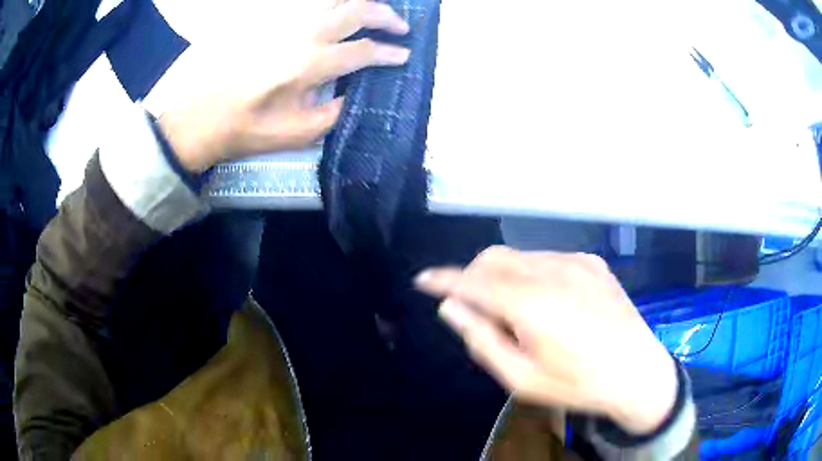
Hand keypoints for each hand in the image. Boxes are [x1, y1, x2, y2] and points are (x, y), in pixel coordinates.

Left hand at [159, 0, 410, 172]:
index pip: (363, 51)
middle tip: (400, 26)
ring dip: (359, 0)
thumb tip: (351, 93)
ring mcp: (280, 18)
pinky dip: (324, 2)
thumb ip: (331, 114)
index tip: (404, 55)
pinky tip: (330, 8)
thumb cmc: (240, 130)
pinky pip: (301, 0)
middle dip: (387, 16)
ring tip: (370, 8)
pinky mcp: (261, 15)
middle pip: (356, 10)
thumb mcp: (292, 135)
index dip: (389, 53)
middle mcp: (300, 32)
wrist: (192, 117)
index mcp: (309, 64)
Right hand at [415, 247, 677, 435]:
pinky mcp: (593, 262)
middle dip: (473, 276)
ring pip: (520, 255)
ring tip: (515, 311)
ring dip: (503, 276)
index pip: (473, 280)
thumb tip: (452, 308)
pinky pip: (548, 258)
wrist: (638, 372)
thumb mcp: (522, 378)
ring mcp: (577, 261)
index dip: (444, 279)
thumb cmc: (577, 384)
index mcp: (532, 303)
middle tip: (473, 307)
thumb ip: (482, 340)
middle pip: (494, 258)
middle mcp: (552, 271)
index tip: (423, 280)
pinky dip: (533, 273)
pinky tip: (547, 301)